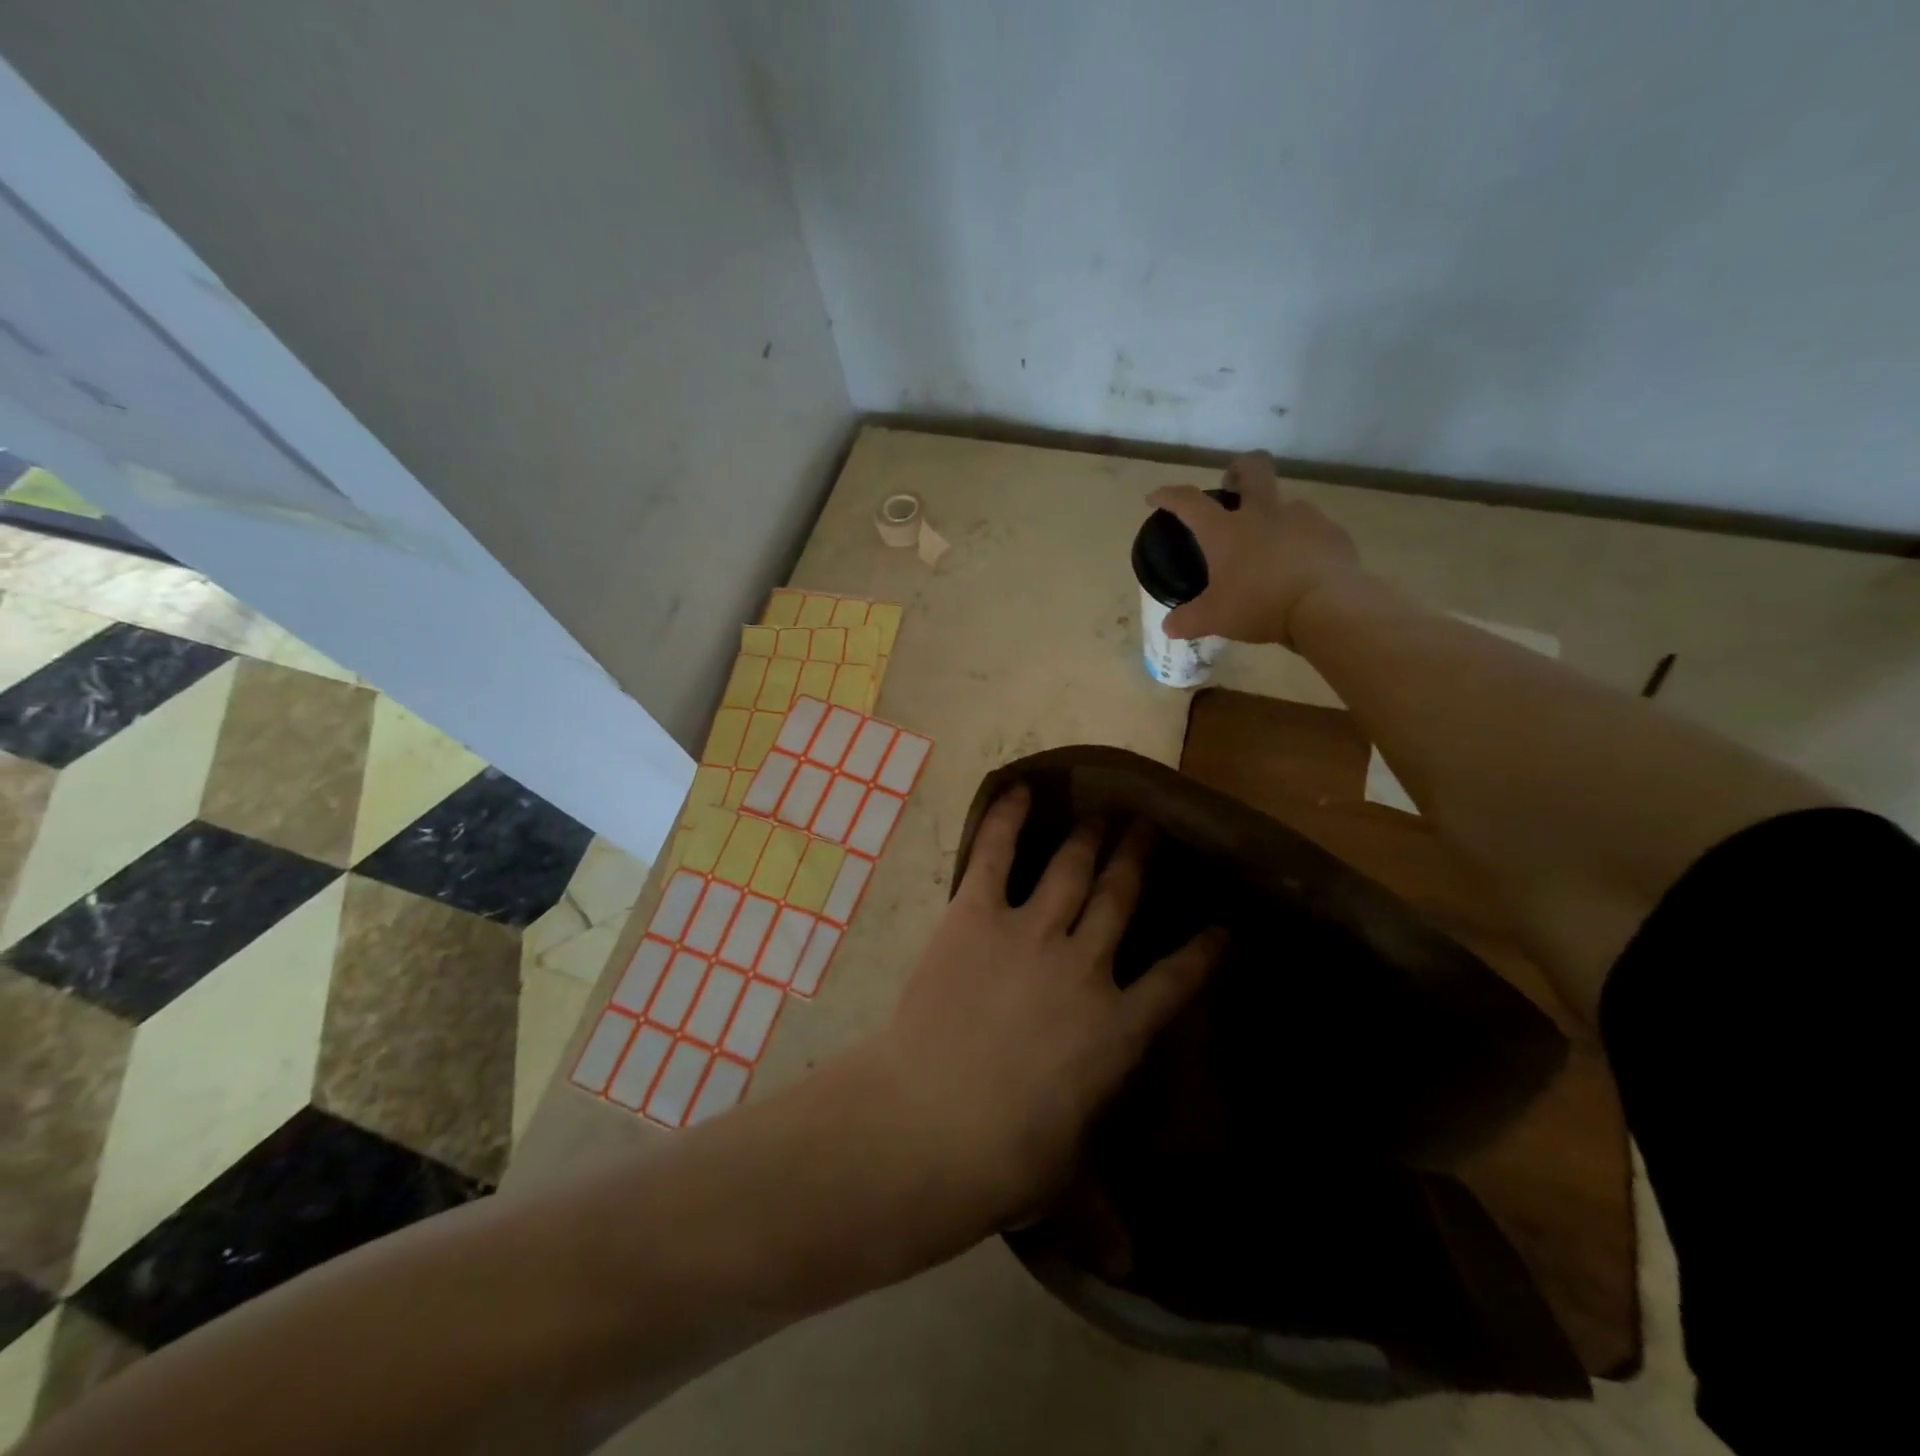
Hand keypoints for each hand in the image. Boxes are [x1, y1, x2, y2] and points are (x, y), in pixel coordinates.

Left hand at [860, 785, 1223, 1241]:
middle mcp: (1085, 966)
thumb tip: (1133, 1269)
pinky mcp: (975, 915)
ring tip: (1105, 807)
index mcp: (1117, 1030)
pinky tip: (1019, 788)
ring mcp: (1030, 932)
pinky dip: (1006, 819)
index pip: (1178, 981)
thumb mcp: (1060, 1185)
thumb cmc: (1003, 1162)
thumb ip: (1098, 1211)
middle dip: (1139, 859)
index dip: (1204, 950)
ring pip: (1072, 869)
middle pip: (1121, 898)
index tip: (1223, 925)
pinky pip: (994, 855)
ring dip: (1091, 836)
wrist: (929, 1123)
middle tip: (1149, 826)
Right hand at [1146, 452, 1362, 646]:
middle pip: (1253, 469)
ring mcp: (1303, 518)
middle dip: (1239, 468)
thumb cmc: (1260, 605)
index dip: (1168, 495)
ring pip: (1286, 502)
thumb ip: (1188, 620)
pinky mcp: (1332, 534)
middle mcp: (1263, 513)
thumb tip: (1168, 626)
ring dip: (1275, 515)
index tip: (1155, 496)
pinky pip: (1313, 531)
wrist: (1327, 607)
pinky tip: (1301, 566)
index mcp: (1226, 530)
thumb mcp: (1215, 618)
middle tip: (1232, 482)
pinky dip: (1303, 542)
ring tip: (1271, 546)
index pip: (1189, 501)